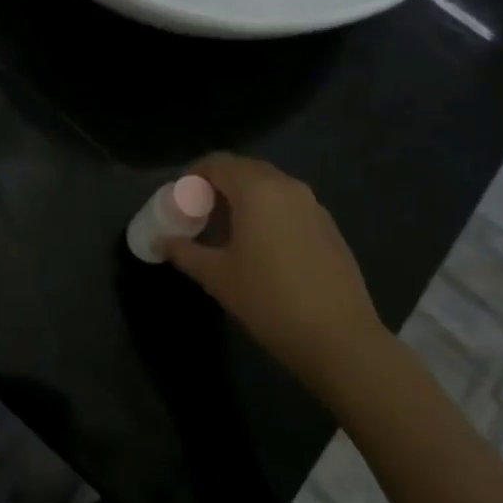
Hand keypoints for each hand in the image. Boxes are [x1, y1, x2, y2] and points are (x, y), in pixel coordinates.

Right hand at [167, 155, 392, 403]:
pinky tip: (261, 246)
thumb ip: (185, 252)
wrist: (339, 339)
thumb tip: (162, 241)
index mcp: (257, 190)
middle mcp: (287, 187)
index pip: (217, 163)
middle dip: (219, 184)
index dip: (193, 175)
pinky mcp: (330, 228)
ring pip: (270, 186)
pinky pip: (290, 205)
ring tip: (227, 230)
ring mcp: (314, 206)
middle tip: (199, 212)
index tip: (179, 198)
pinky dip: (268, 212)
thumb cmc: (268, 300)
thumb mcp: (217, 277)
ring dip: (245, 198)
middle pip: (245, 169)